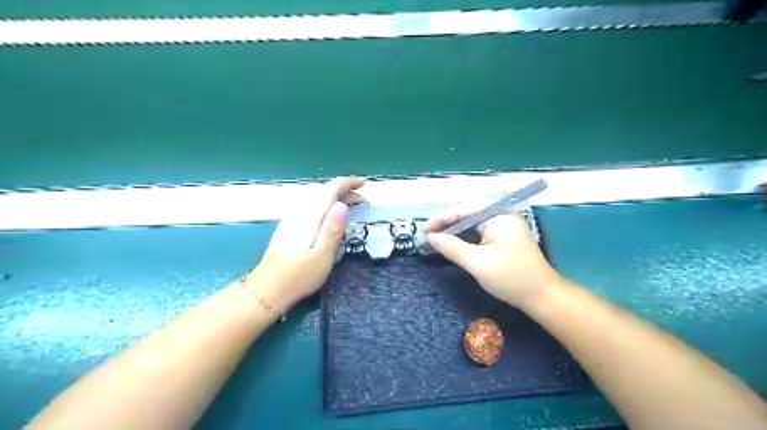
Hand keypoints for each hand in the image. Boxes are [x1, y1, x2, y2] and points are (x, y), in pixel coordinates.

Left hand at [246, 177, 364, 310]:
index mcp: (310, 217)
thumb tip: (343, 204)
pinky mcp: (289, 226)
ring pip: (317, 198)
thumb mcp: (321, 256)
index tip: (364, 183)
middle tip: (364, 204)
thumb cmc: (298, 276)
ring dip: (336, 198)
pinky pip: (312, 206)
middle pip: (324, 191)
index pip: (330, 189)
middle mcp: (299, 212)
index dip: (348, 183)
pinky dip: (327, 205)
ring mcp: (292, 218)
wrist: (267, 289)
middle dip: (346, 192)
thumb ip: (332, 230)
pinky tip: (331, 217)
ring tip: (352, 208)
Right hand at [426, 203, 557, 307]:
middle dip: (447, 223)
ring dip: (454, 230)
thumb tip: (430, 237)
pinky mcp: (504, 234)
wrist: (542, 296)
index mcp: (498, 214)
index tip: (424, 231)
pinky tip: (453, 243)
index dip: (441, 219)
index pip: (463, 210)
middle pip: (467, 212)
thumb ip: (451, 247)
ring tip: (436, 238)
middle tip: (428, 235)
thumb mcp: (477, 263)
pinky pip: (479, 230)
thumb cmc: (511, 278)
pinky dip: (465, 236)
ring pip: (472, 221)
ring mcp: (504, 223)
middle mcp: (501, 213)